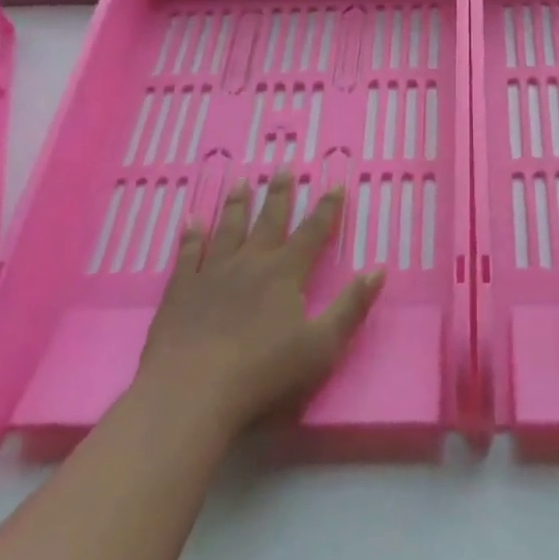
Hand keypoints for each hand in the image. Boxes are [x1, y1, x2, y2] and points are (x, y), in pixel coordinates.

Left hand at [136, 175, 382, 439]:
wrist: (191, 393)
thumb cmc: (264, 373)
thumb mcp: (322, 346)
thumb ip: (351, 306)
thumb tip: (378, 270)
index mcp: (285, 274)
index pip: (312, 233)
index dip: (326, 209)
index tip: (335, 184)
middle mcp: (250, 262)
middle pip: (269, 220)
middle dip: (280, 193)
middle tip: (284, 166)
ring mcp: (211, 273)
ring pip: (228, 228)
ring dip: (237, 203)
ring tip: (242, 181)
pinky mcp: (180, 290)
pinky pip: (187, 253)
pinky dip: (191, 234)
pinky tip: (191, 219)